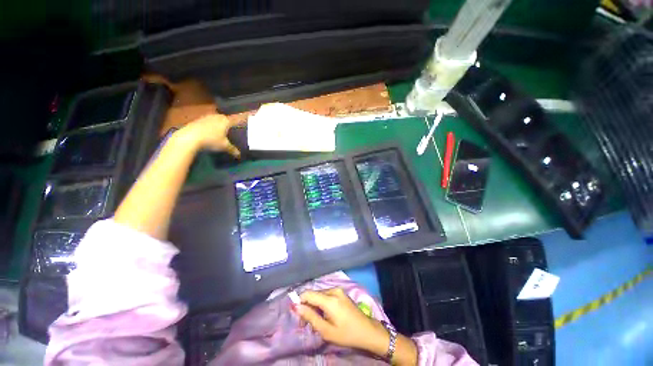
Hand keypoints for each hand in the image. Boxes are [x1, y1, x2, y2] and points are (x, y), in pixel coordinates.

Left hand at [179, 114, 243, 156]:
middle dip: (230, 122)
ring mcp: (207, 117)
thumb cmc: (211, 140)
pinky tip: (211, 132)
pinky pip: (209, 121)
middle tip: (233, 128)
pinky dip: (212, 125)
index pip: (237, 119)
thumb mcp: (224, 146)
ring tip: (222, 130)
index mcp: (226, 121)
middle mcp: (218, 116)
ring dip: (220, 123)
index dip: (242, 120)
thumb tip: (239, 155)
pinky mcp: (198, 119)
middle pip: (226, 118)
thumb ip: (233, 150)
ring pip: (217, 119)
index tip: (247, 119)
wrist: (190, 137)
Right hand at [296, 288, 388, 355]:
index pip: (308, 294)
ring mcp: (338, 290)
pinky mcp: (341, 293)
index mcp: (330, 299)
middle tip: (306, 324)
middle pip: (314, 295)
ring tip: (316, 322)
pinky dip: (322, 305)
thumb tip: (296, 307)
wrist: (367, 331)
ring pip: (320, 295)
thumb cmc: (347, 334)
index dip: (300, 302)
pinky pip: (327, 296)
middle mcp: (333, 290)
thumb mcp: (326, 330)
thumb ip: (310, 317)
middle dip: (307, 307)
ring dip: (315, 307)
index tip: (297, 315)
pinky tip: (324, 316)